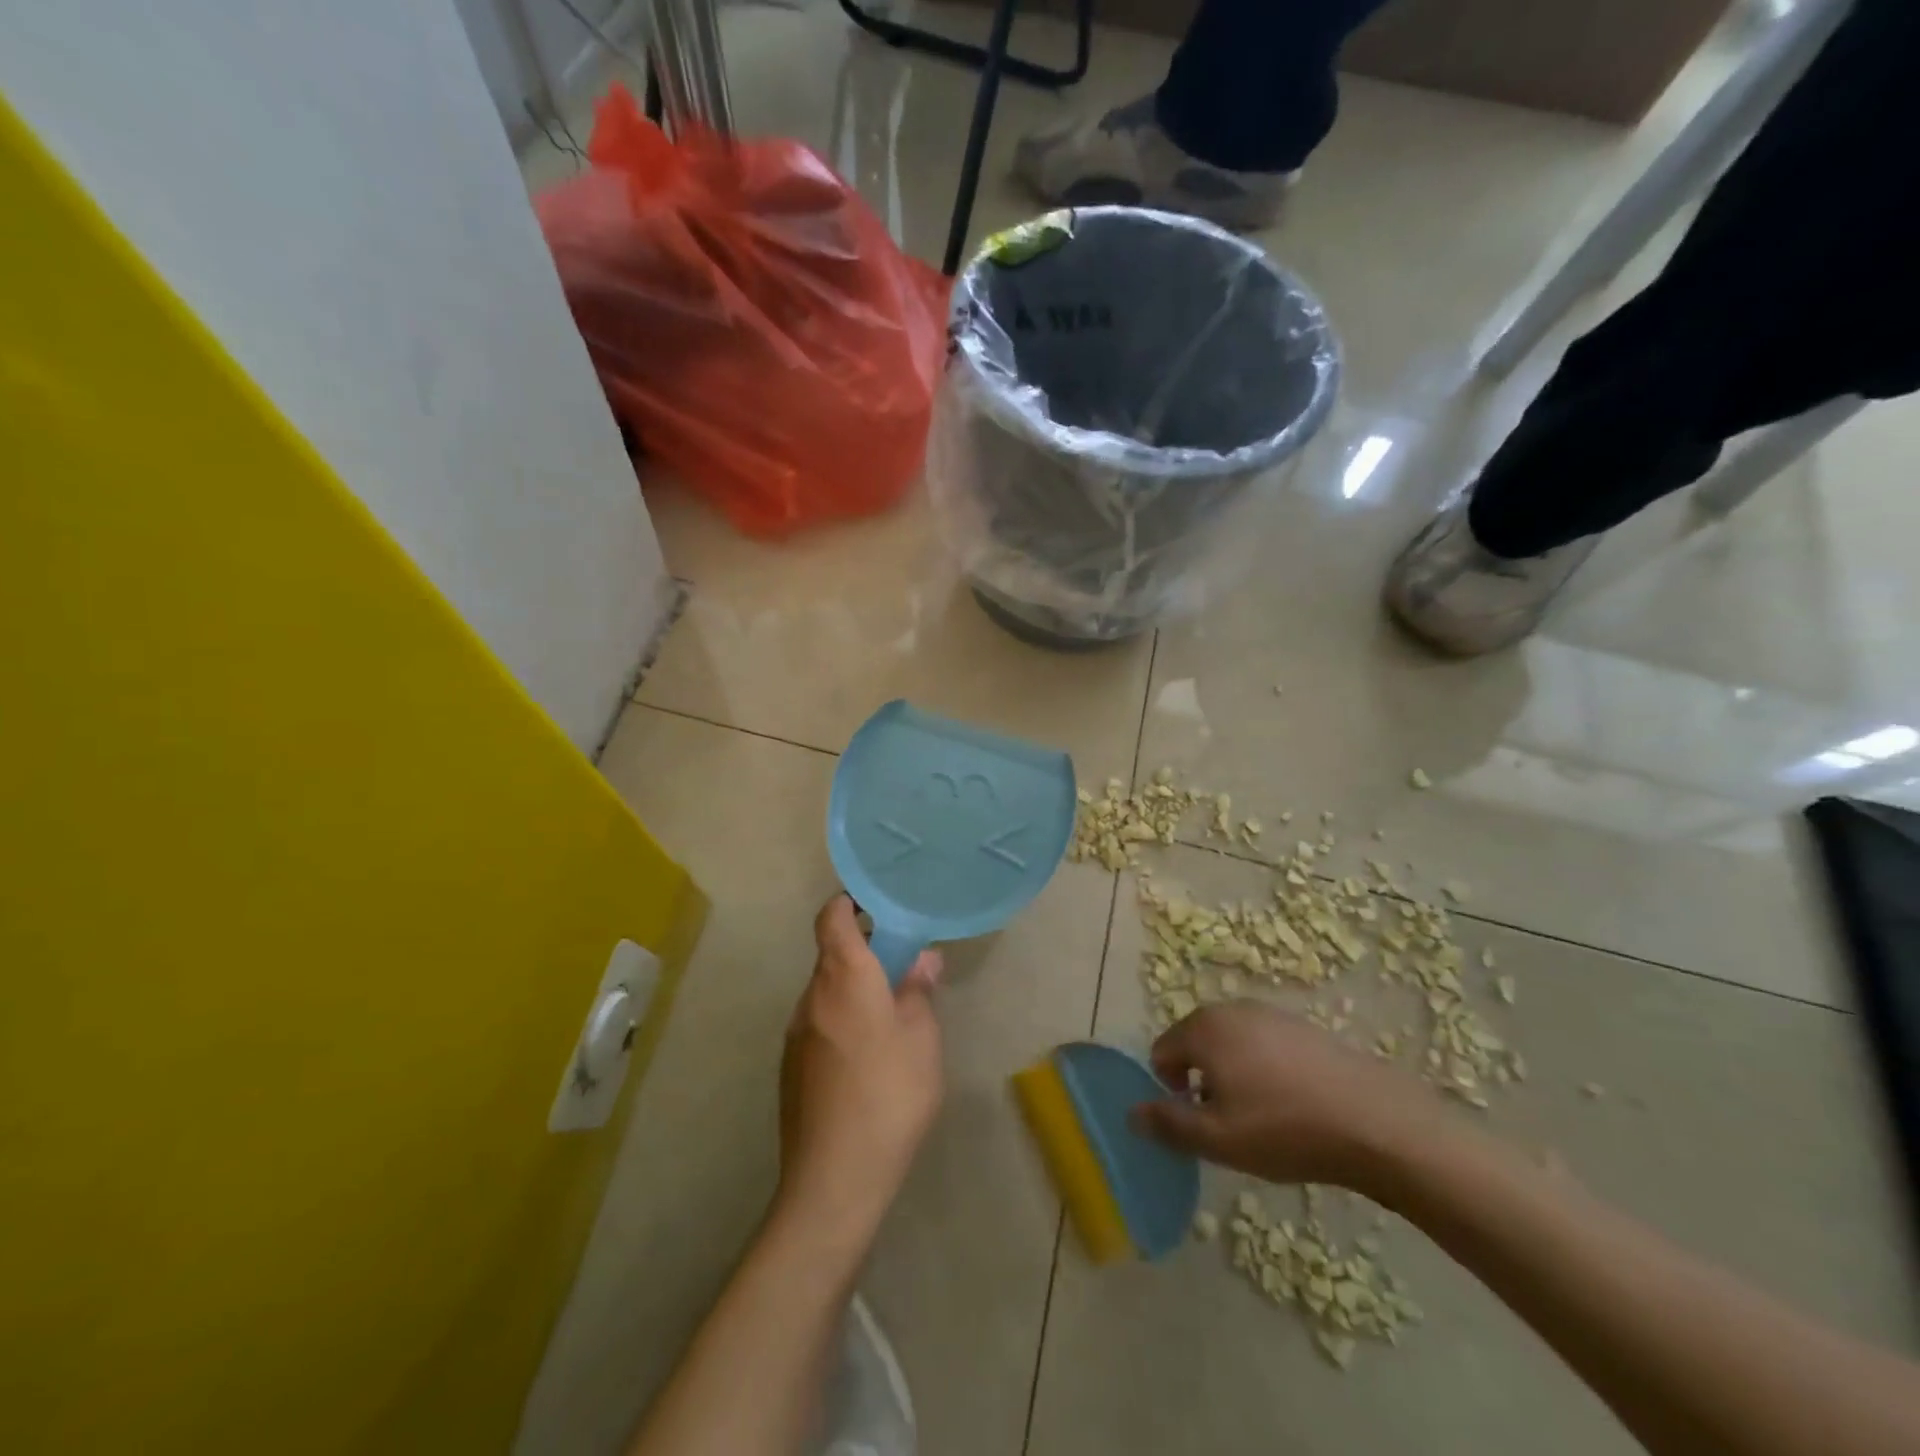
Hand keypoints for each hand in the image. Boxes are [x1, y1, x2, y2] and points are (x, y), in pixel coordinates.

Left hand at [775, 895, 943, 1240]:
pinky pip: (820, 1025)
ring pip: (827, 993)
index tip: (878, 904)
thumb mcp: (921, 1038)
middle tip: (904, 967)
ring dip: (855, 991)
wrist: (834, 1178)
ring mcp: (796, 1033)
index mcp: (843, 977)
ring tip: (893, 1018)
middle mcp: (811, 996)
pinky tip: (869, 1060)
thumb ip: (918, 991)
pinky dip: (843, 1023)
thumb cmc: (889, 1094)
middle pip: (832, 955)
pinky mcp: (791, 1067)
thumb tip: (921, 959)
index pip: (832, 917)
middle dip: (865, 953)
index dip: (850, 902)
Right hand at [1132, 1001, 1447, 1199]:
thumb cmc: (1284, 1128)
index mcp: (1203, 1028)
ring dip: (1233, 1074)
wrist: (1376, 1121)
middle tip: (1230, 1122)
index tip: (1202, 1122)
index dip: (1171, 1091)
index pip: (1161, 1053)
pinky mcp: (1303, 1026)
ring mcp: (1270, 1013)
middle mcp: (1231, 1009)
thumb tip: (1131, 1113)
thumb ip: (1168, 1124)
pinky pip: (1264, 1045)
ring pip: (1231, 1044)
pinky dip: (1265, 1069)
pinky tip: (1293, 1103)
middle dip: (1201, 1079)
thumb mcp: (1217, 1139)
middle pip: (1195, 1043)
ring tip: (1263, 1116)